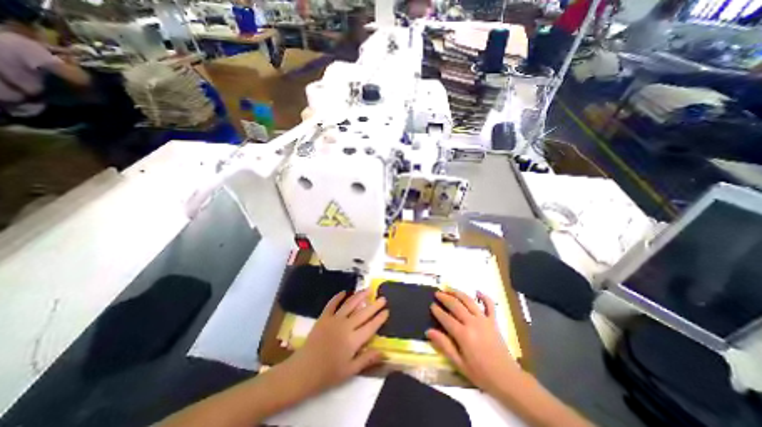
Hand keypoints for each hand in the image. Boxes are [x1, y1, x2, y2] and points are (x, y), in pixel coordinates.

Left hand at [288, 292, 392, 394]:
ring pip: (350, 304)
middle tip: (383, 298)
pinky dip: (338, 297)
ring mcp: (334, 320)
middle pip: (363, 313)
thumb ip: (367, 359)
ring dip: (360, 296)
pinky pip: (332, 304)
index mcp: (353, 340)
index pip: (371, 326)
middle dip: (375, 305)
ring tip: (367, 289)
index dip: (380, 318)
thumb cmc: (328, 374)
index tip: (387, 310)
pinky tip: (344, 292)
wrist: (303, 371)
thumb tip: (384, 353)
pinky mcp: (324, 317)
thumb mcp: (350, 371)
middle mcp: (346, 326)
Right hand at [426, 291, 520, 394]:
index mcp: (463, 335)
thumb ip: (444, 345)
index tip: (431, 305)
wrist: (507, 379)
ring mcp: (484, 320)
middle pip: (456, 305)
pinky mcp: (494, 321)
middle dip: (445, 298)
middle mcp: (472, 323)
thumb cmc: (481, 373)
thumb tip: (428, 331)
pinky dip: (484, 297)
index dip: (437, 311)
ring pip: (469, 301)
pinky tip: (478, 292)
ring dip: (458, 293)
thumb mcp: (459, 363)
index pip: (446, 318)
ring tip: (450, 289)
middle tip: (437, 293)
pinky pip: (490, 305)